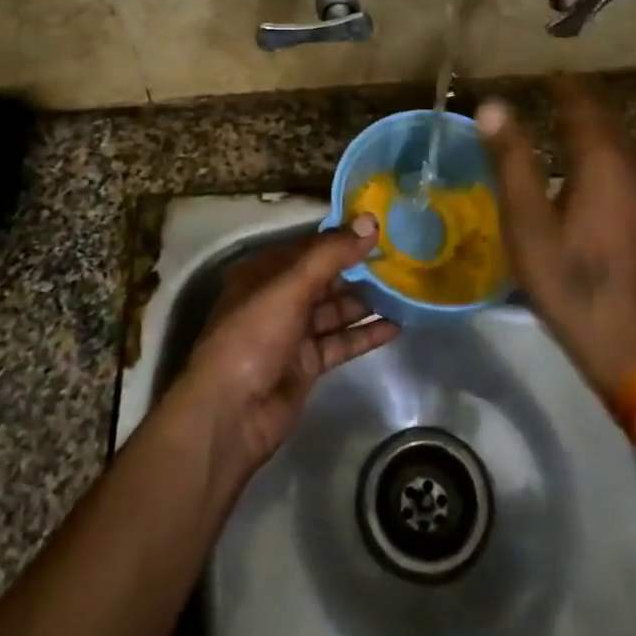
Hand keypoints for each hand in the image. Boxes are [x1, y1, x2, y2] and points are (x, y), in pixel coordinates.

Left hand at [175, 217, 398, 474]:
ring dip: (366, 301)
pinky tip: (396, 326)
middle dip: (360, 269)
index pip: (310, 246)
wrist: (230, 414)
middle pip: (325, 278)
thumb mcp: (290, 286)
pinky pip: (340, 342)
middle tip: (403, 258)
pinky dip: (365, 334)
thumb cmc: (253, 336)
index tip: (382, 228)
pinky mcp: (307, 364)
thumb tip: (371, 222)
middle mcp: (277, 298)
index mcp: (264, 272)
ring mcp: (292, 333)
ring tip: (405, 288)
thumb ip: (332, 254)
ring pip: (335, 310)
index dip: (344, 237)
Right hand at [477, 77, 635, 395]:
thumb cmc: (573, 283)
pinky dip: (606, 149)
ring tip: (561, 121)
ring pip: (621, 138)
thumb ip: (511, 160)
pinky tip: (588, 166)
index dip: (561, 84)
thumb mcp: (528, 224)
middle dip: (578, 99)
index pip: (582, 101)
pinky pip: (630, 161)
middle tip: (546, 91)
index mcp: (604, 159)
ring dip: (593, 125)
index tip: (539, 72)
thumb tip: (493, 105)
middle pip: (607, 115)